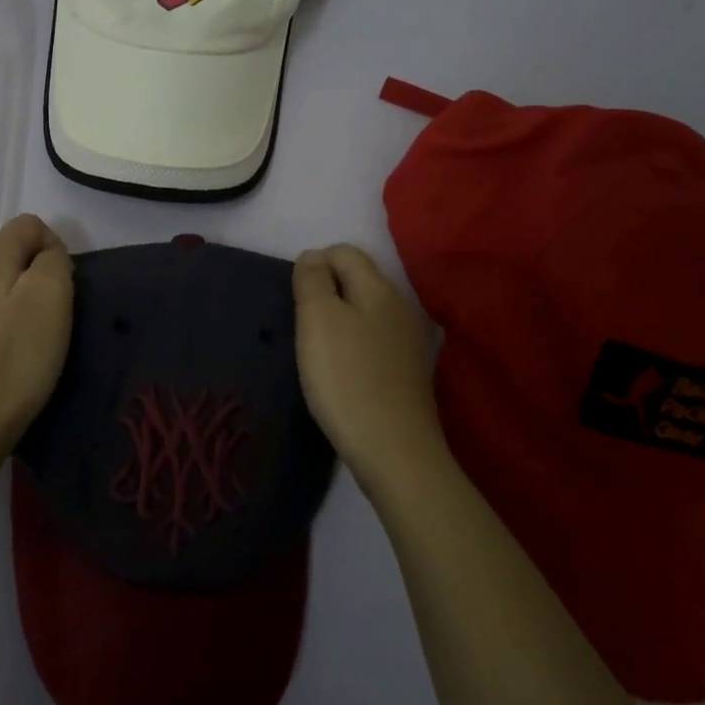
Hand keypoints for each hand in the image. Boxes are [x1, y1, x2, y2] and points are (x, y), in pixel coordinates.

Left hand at [0, 214, 73, 463]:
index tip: (65, 289)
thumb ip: (53, 263)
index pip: (27, 225)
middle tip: (46, 323)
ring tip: (15, 348)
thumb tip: (46, 255)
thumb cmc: (12, 364)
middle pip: (1, 258)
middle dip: (27, 279)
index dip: (54, 247)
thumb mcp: (51, 302)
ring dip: (1, 306)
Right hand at [292, 244, 442, 489]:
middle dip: (327, 291)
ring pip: (366, 310)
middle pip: (358, 278)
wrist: (394, 452)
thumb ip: (312, 280)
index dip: (314, 263)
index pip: (344, 251)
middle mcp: (402, 306)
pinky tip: (344, 371)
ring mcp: (410, 341)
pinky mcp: (410, 372)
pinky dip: (355, 344)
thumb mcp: (318, 319)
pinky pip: (375, 340)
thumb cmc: (347, 378)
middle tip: (302, 324)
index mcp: (380, 287)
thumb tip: (313, 257)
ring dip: (340, 319)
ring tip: (318, 349)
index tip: (294, 297)